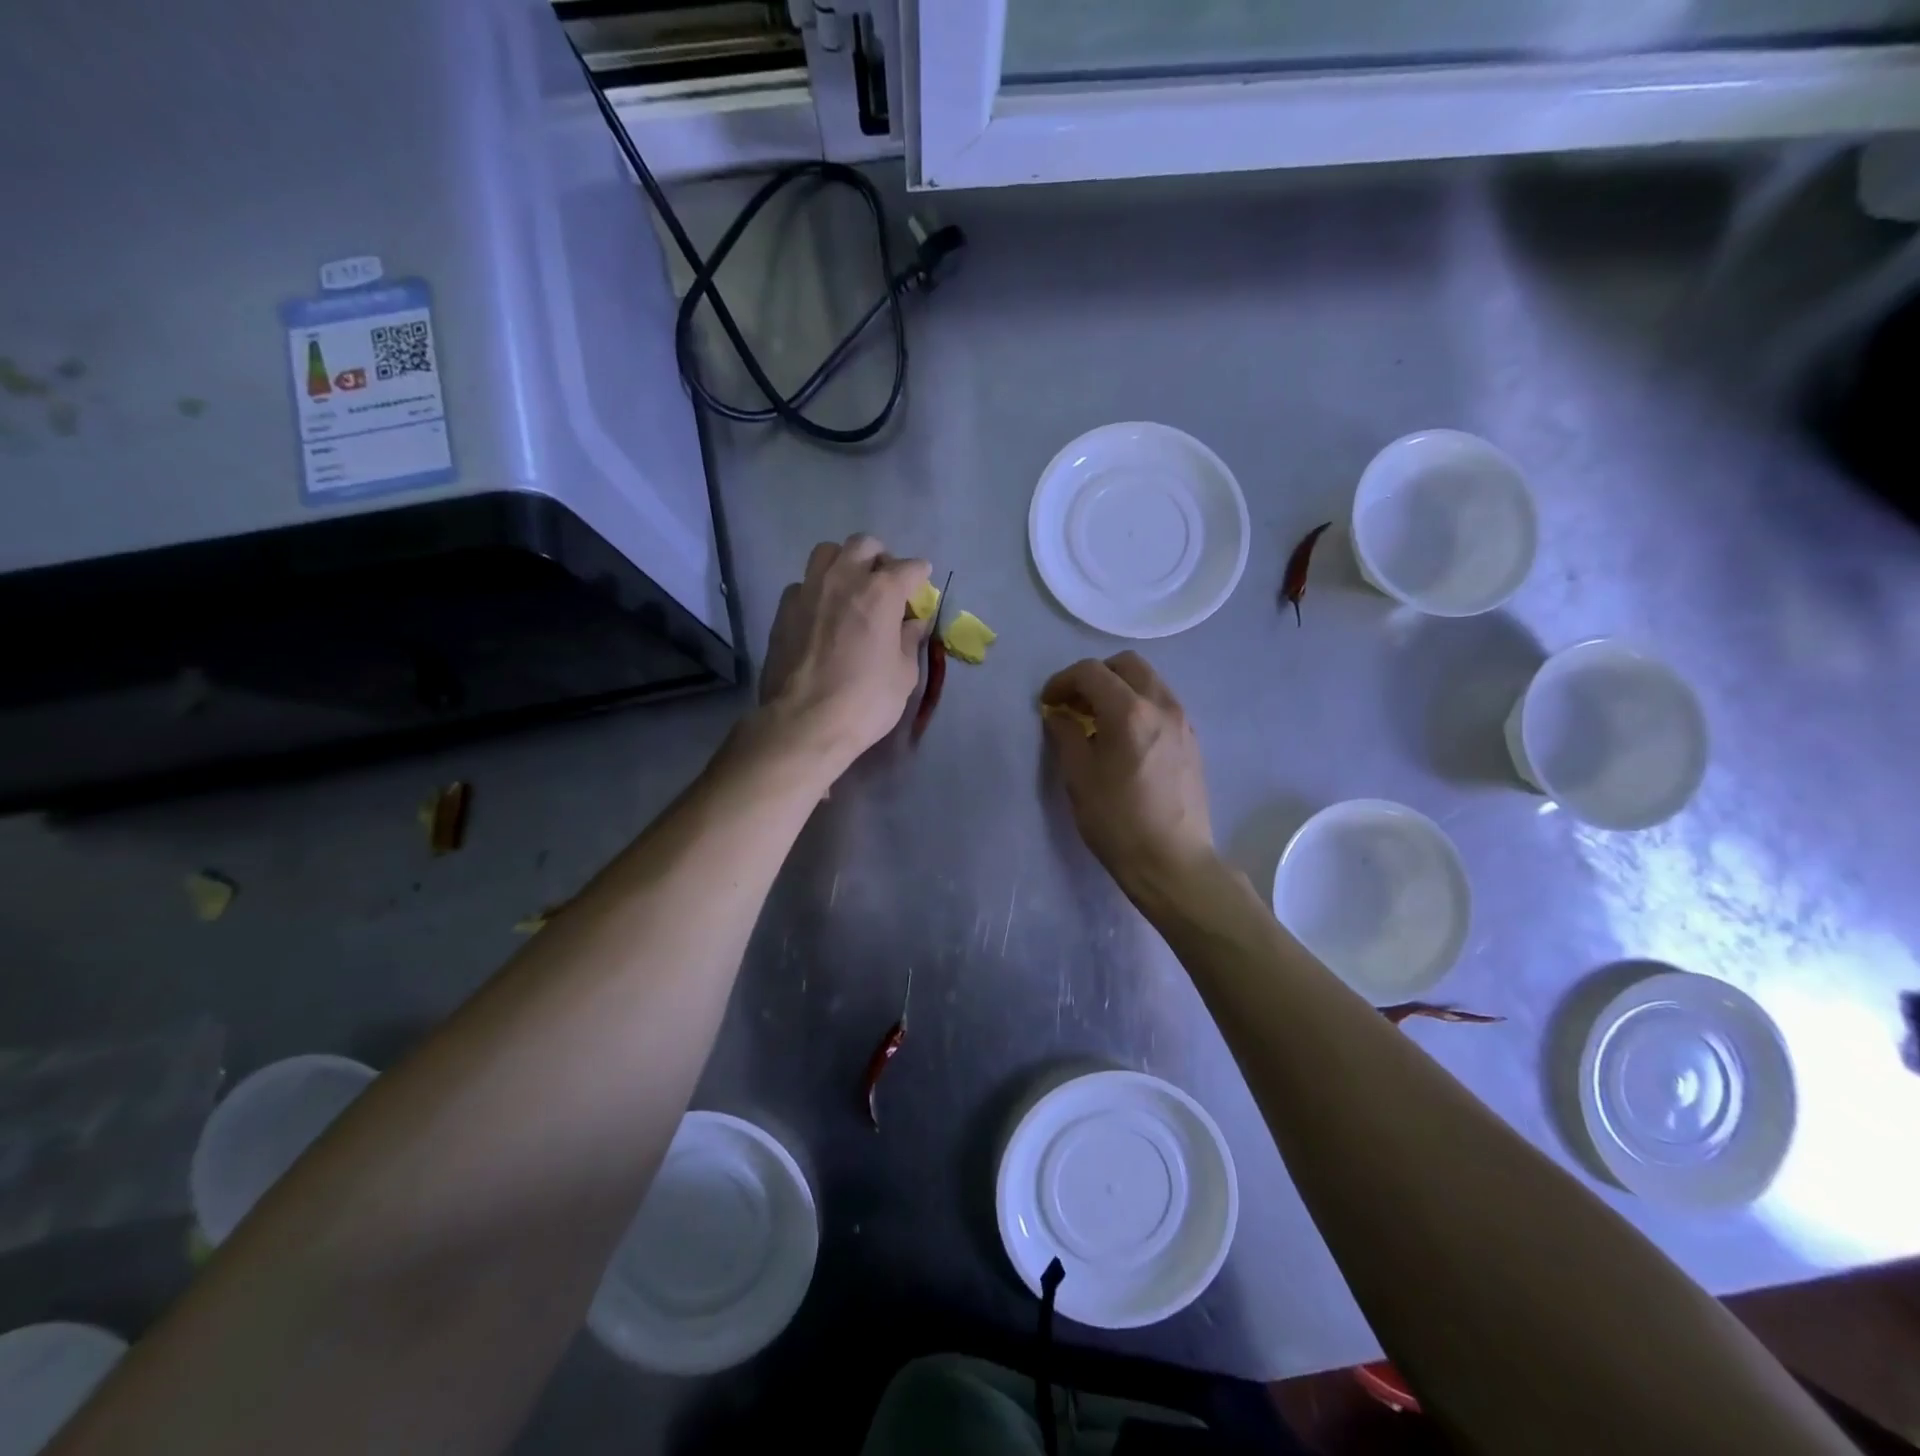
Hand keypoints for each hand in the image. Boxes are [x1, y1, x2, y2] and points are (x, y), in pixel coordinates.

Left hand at [755, 534, 929, 775]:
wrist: (804, 722)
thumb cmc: (865, 701)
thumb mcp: (903, 675)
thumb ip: (909, 640)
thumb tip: (912, 622)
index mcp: (881, 592)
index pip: (909, 568)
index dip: (920, 576)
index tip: (922, 586)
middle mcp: (843, 579)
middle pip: (864, 545)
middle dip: (880, 558)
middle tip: (886, 583)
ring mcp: (809, 590)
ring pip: (827, 552)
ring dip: (844, 562)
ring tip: (850, 588)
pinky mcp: (784, 608)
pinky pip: (804, 583)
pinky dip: (817, 589)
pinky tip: (822, 613)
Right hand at [1040, 652, 1215, 899]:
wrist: (1173, 861)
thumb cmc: (1118, 821)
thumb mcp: (1079, 778)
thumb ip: (1066, 735)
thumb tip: (1059, 714)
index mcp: (1129, 711)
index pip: (1091, 672)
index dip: (1062, 681)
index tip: (1048, 703)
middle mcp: (1161, 705)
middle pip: (1126, 664)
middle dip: (1095, 676)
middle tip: (1074, 704)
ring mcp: (1182, 721)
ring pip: (1148, 681)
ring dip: (1119, 688)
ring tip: (1098, 721)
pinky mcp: (1192, 740)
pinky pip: (1162, 703)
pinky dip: (1138, 705)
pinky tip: (1124, 738)